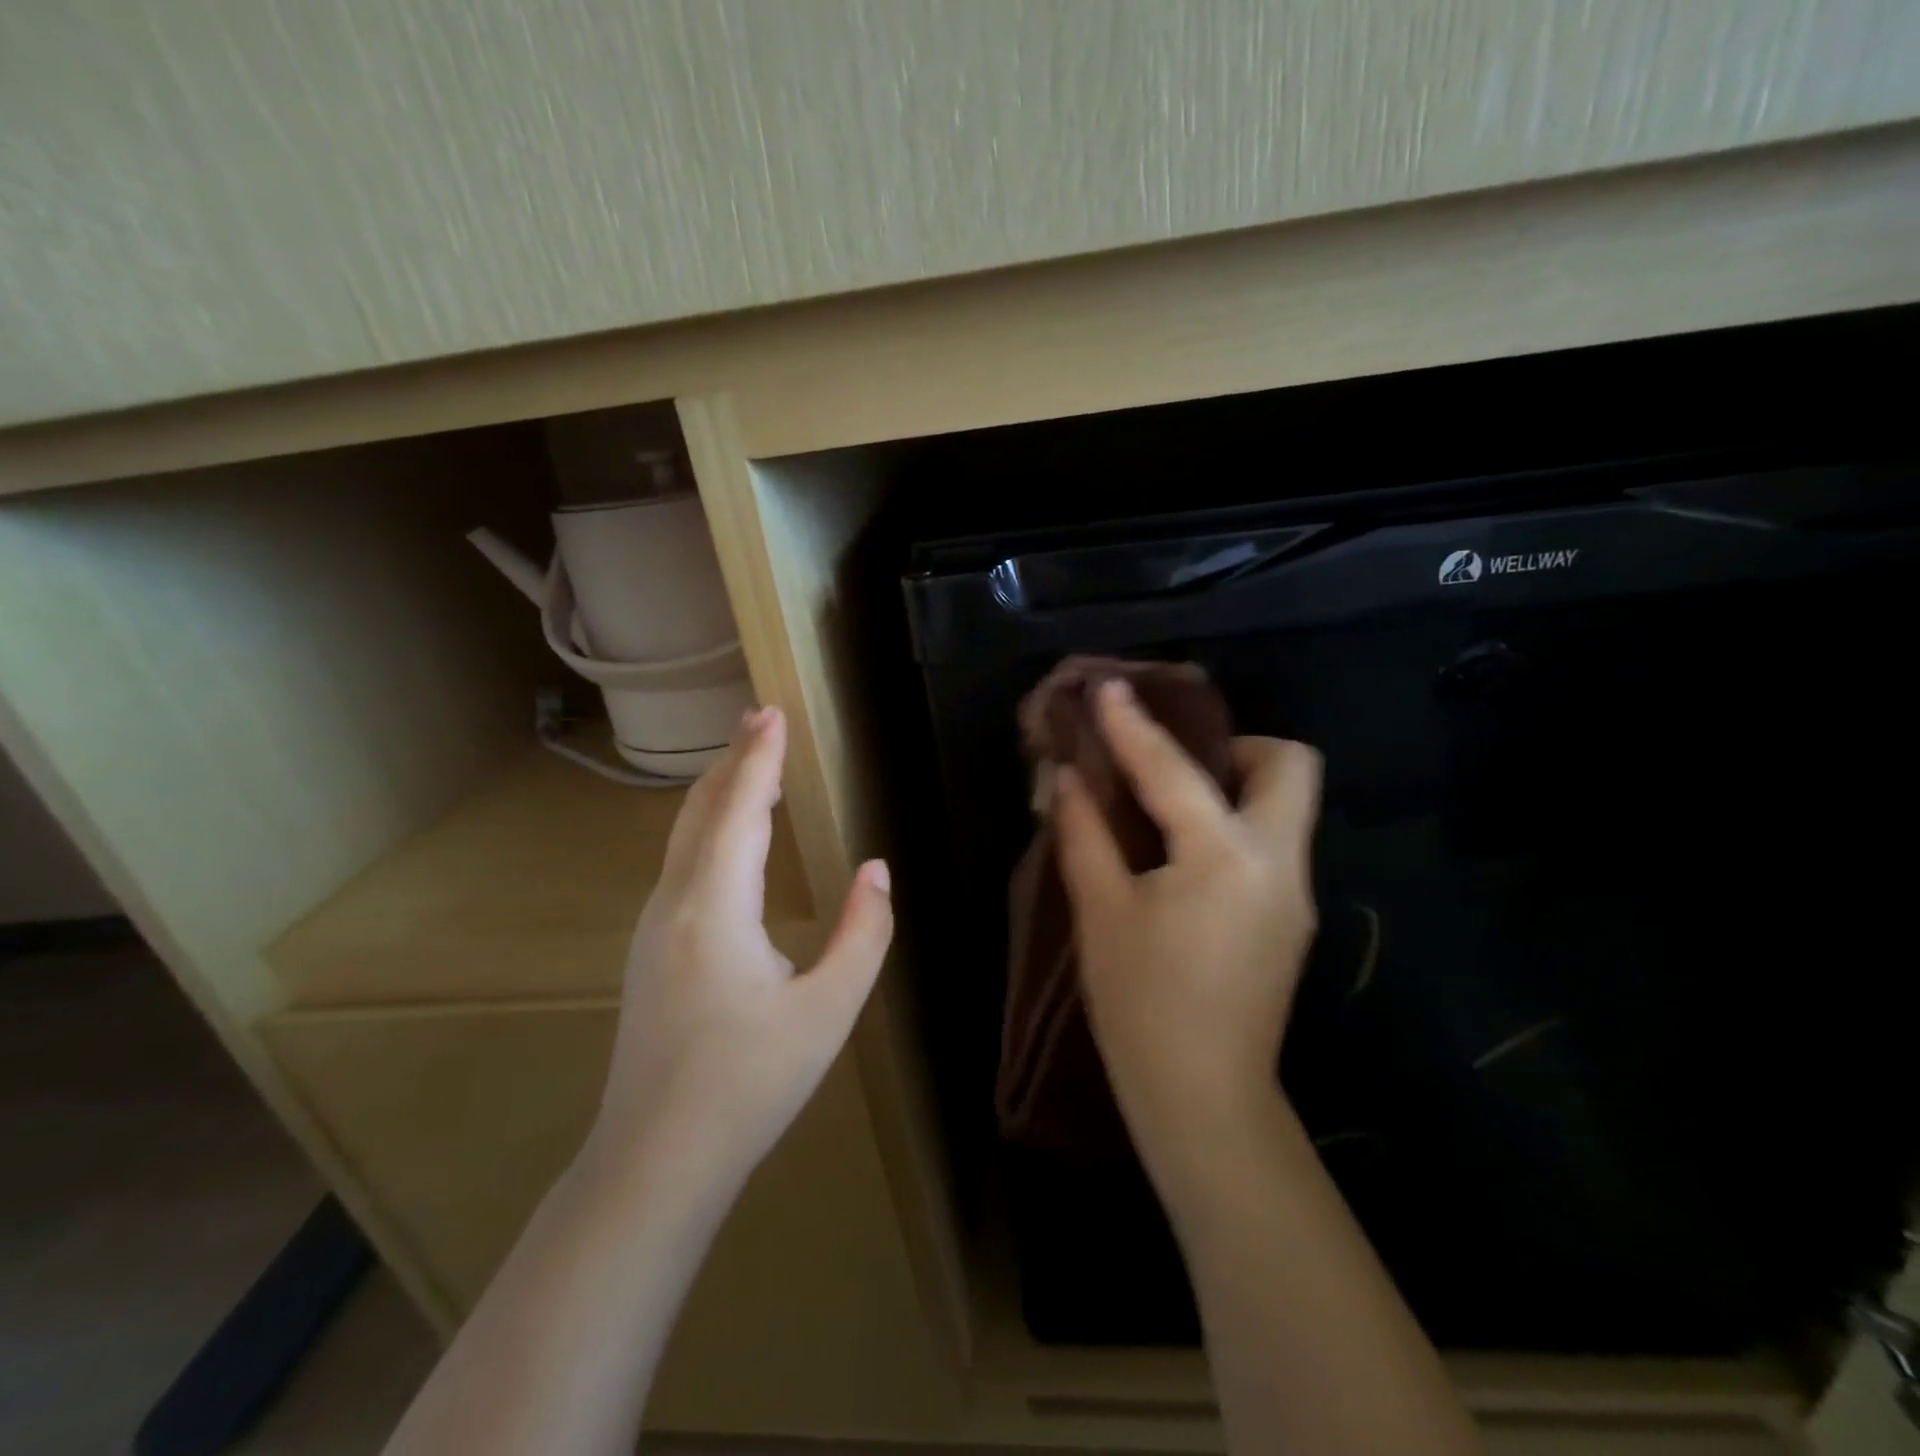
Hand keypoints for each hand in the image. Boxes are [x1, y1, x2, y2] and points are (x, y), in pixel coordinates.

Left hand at [585, 706, 892, 1189]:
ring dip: (718, 791)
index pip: (740, 811)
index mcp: (715, 908)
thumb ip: (863, 934)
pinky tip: (727, 835)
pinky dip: (707, 826)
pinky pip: (680, 863)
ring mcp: (652, 926)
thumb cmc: (750, 1084)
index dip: (759, 759)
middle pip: (701, 811)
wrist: (655, 1159)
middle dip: (733, 760)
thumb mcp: (829, 1011)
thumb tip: (877, 870)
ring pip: (684, 836)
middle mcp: (674, 903)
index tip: (772, 713)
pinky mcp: (649, 949)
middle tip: (761, 719)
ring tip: (748, 762)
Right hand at [1055, 679, 1322, 1169]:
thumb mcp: (1101, 912)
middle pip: (1288, 765)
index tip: (1108, 689)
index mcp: (1225, 856)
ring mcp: (1296, 892)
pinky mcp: (1291, 918)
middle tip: (1172, 765)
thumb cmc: (1142, 1005)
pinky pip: (1272, 843)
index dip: (1133, 725)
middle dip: (1232, 747)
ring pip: (1286, 805)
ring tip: (1169, 805)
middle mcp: (1279, 862)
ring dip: (1232, 785)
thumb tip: (1068, 779)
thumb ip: (1084, 834)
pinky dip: (1232, 825)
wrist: (1205, 1100)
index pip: (1174, 769)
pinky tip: (1182, 853)